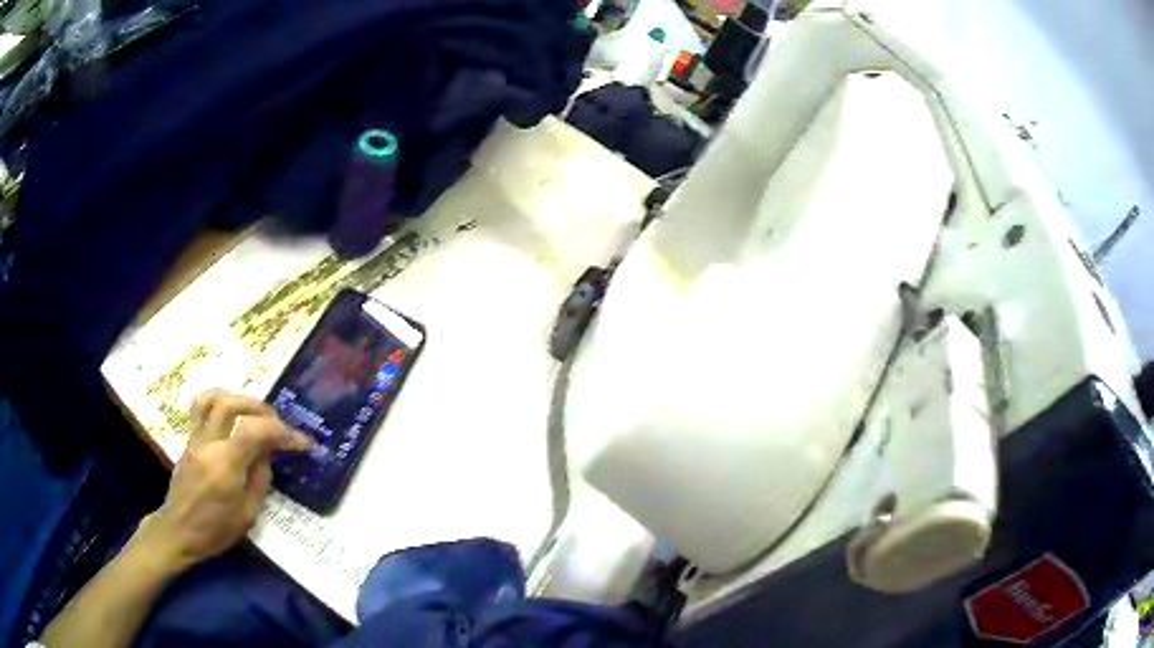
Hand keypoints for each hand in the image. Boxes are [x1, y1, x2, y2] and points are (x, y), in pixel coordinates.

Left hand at [130, 390, 313, 573]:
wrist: (178, 530)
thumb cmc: (215, 531)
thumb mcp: (247, 515)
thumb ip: (259, 479)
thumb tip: (268, 453)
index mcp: (225, 467)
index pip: (255, 432)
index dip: (283, 432)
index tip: (304, 442)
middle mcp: (209, 444)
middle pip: (232, 405)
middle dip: (261, 409)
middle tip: (278, 424)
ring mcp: (196, 438)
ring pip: (214, 398)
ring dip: (240, 399)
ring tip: (255, 413)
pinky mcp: (190, 439)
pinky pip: (201, 407)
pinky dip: (219, 401)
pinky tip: (230, 413)